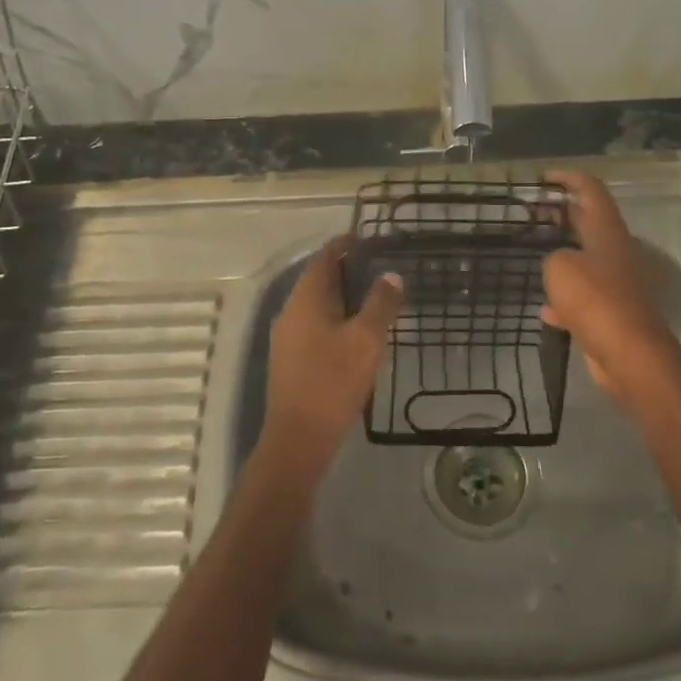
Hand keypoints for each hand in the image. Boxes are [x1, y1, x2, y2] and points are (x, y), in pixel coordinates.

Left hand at [265, 237, 404, 465]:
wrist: (298, 439)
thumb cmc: (332, 382)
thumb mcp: (365, 340)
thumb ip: (380, 304)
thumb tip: (391, 275)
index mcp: (305, 299)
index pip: (324, 257)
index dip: (346, 245)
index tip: (372, 240)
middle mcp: (291, 312)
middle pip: (319, 279)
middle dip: (349, 270)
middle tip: (382, 268)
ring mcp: (288, 337)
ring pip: (318, 305)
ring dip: (344, 296)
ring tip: (377, 298)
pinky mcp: (292, 359)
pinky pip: (316, 325)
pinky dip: (337, 318)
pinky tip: (359, 333)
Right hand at [541, 171, 680, 406]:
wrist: (628, 353)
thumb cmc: (594, 299)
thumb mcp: (560, 267)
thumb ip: (554, 257)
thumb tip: (560, 265)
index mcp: (608, 231)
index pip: (591, 190)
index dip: (568, 178)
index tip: (544, 177)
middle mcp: (617, 252)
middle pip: (590, 223)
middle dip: (563, 215)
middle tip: (535, 213)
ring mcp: (617, 283)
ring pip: (586, 260)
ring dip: (563, 255)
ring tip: (535, 255)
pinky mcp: (613, 313)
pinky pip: (585, 298)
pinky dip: (565, 299)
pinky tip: (545, 309)